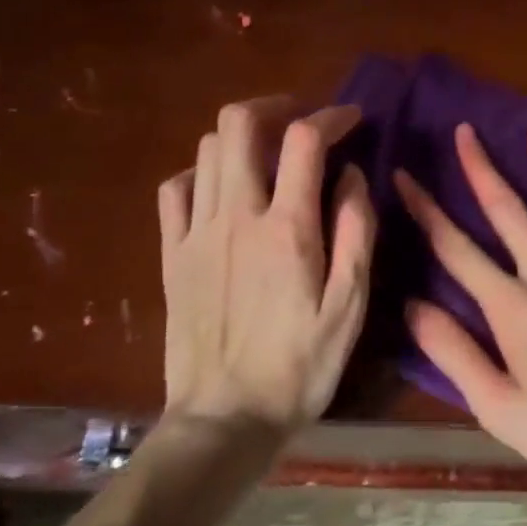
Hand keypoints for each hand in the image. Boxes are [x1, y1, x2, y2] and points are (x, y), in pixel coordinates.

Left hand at [158, 97, 376, 430]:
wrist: (225, 419)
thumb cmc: (299, 367)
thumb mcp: (350, 306)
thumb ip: (355, 231)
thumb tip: (352, 174)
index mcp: (286, 229)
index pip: (305, 140)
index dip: (331, 116)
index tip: (351, 119)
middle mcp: (236, 216)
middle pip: (240, 124)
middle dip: (275, 107)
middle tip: (301, 120)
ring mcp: (196, 232)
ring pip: (207, 149)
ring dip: (241, 136)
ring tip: (268, 153)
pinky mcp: (171, 254)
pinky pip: (175, 189)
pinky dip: (202, 172)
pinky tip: (221, 189)